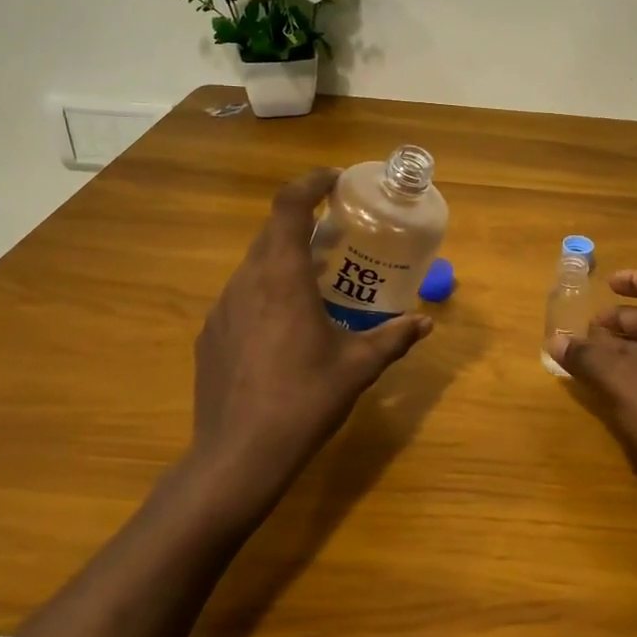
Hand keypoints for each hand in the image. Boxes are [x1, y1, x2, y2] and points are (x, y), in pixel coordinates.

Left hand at [190, 168, 432, 514]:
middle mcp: (246, 281)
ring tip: (315, 281)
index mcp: (281, 277)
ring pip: (254, 265)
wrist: (238, 457)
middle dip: (303, 222)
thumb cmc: (304, 400)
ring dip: (284, 260)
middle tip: (337, 234)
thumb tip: (426, 322)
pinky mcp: (210, 335)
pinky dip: (265, 293)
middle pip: (271, 232)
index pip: (288, 205)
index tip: (335, 180)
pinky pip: (241, 297)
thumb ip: (393, 337)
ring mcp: (221, 309)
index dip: (310, 182)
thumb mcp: (358, 367)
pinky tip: (284, 329)